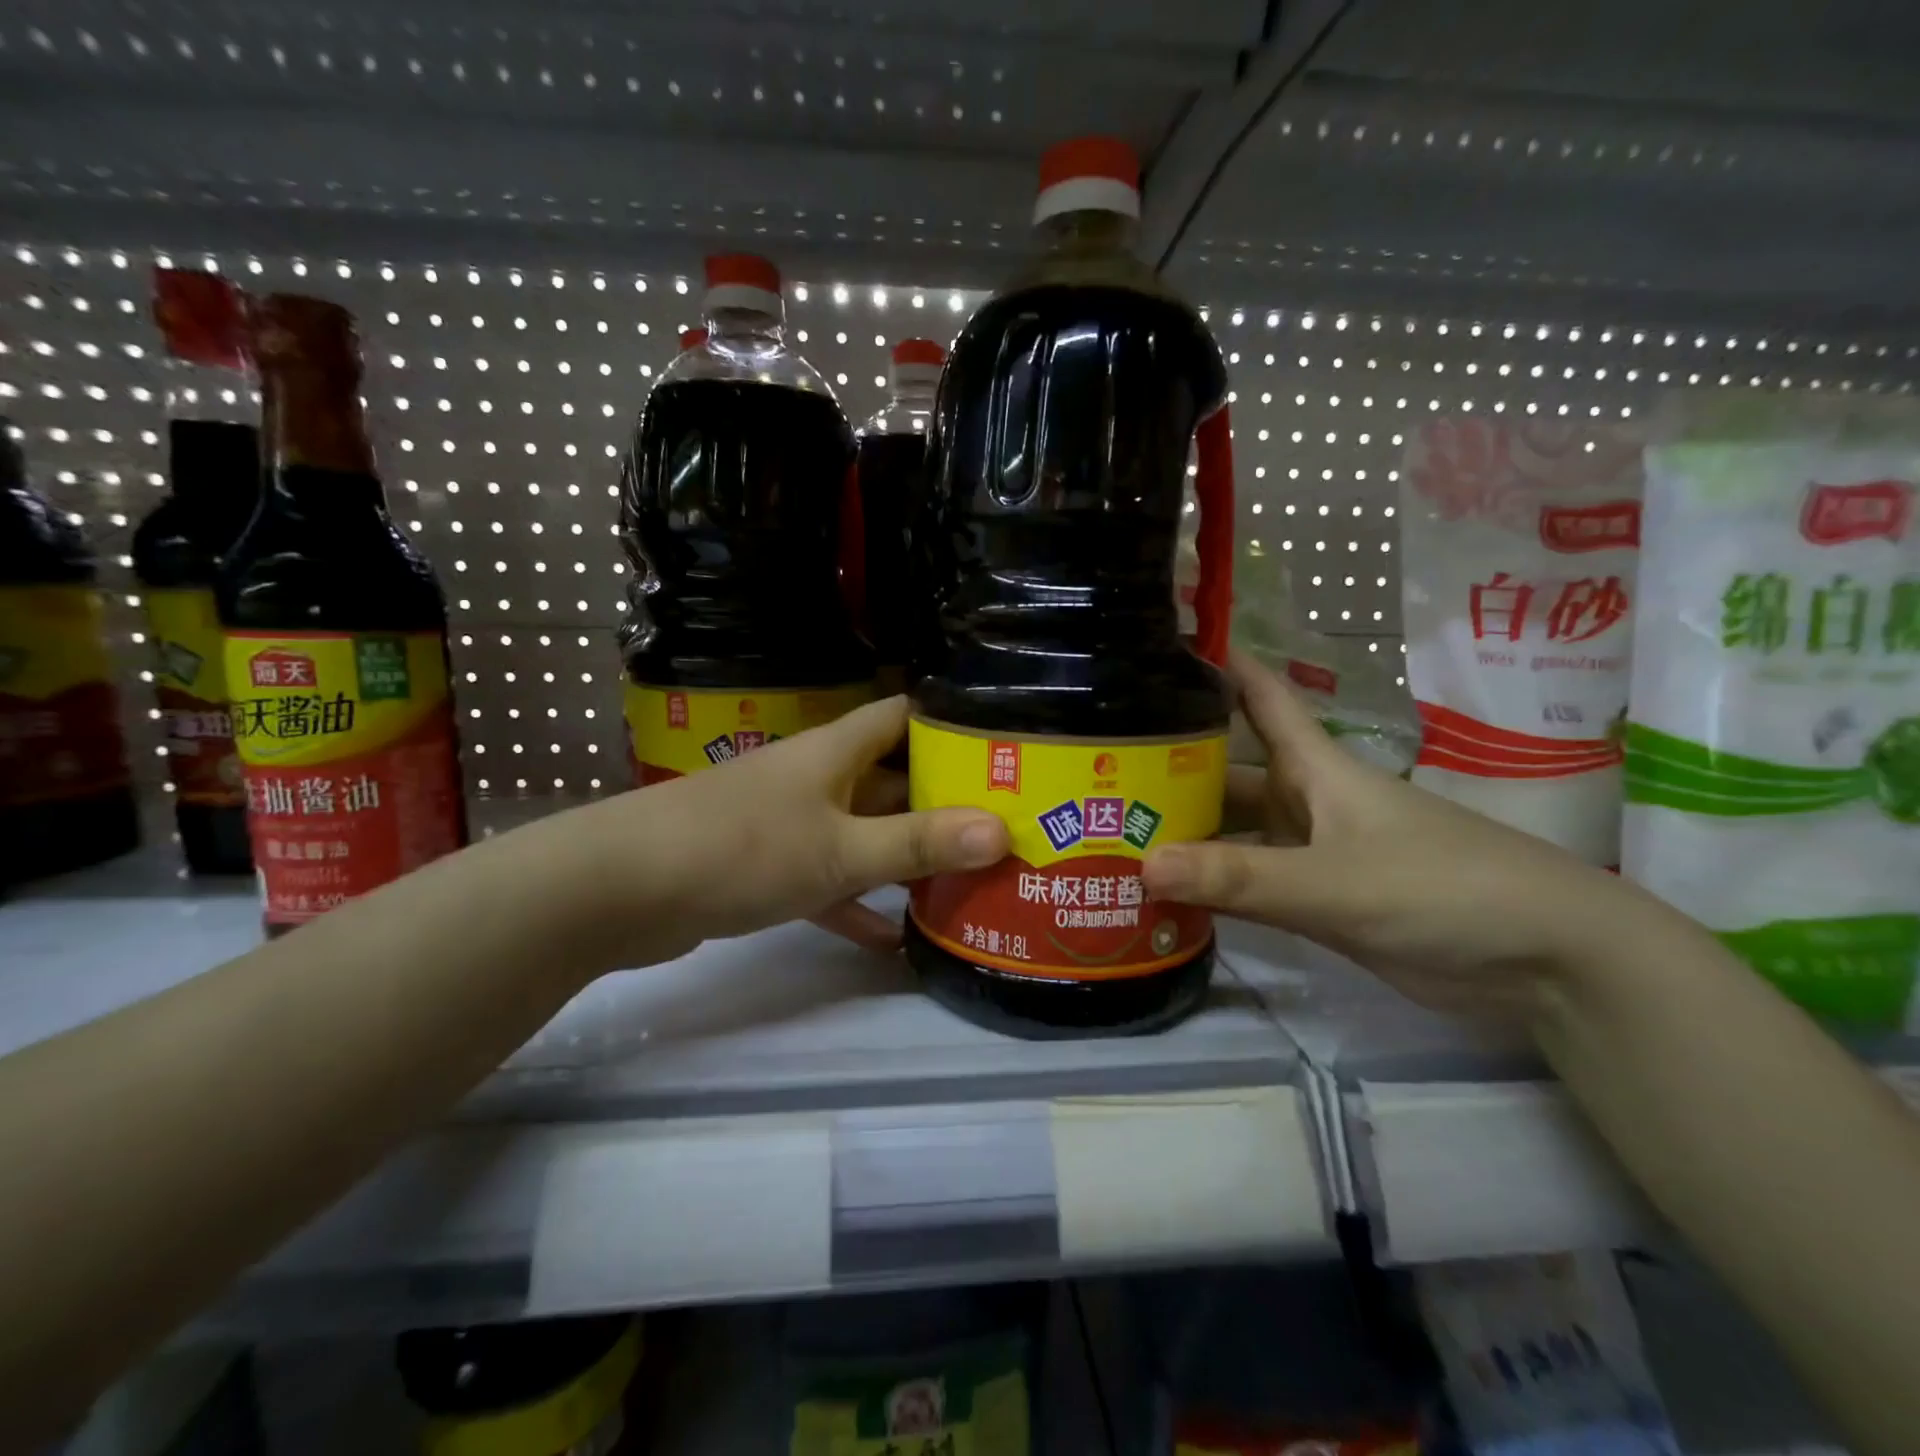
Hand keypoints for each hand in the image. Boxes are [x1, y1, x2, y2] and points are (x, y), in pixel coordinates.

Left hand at [553, 696, 1007, 970]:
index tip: (1001, 745)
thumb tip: (1002, 830)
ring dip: (904, 855)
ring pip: (862, 832)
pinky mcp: (766, 868)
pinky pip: (827, 880)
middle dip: (941, 800)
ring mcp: (790, 823)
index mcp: (836, 752)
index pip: (903, 716)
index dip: (950, 722)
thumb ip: (918, 843)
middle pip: (891, 778)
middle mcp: (817, 778)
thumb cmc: (741, 849)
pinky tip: (892, 939)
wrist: (620, 889)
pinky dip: (856, 903)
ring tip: (965, 878)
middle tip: (1003, 824)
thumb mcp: (840, 849)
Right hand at [1141, 651, 1658, 1018]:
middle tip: (1097, 772)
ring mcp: (1312, 854)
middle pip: (1227, 772)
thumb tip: (1141, 863)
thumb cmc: (1443, 889)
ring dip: (1184, 835)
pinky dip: (1210, 888)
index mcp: (1315, 769)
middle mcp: (1306, 802)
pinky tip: (1163, 895)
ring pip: (1233, 832)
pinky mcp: (1320, 902)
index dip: (1218, 664)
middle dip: (1169, 769)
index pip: (1260, 697)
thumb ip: (1241, 877)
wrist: (1547, 963)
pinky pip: (1248, 885)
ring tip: (1111, 837)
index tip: (1159, 643)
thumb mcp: (1334, 881)